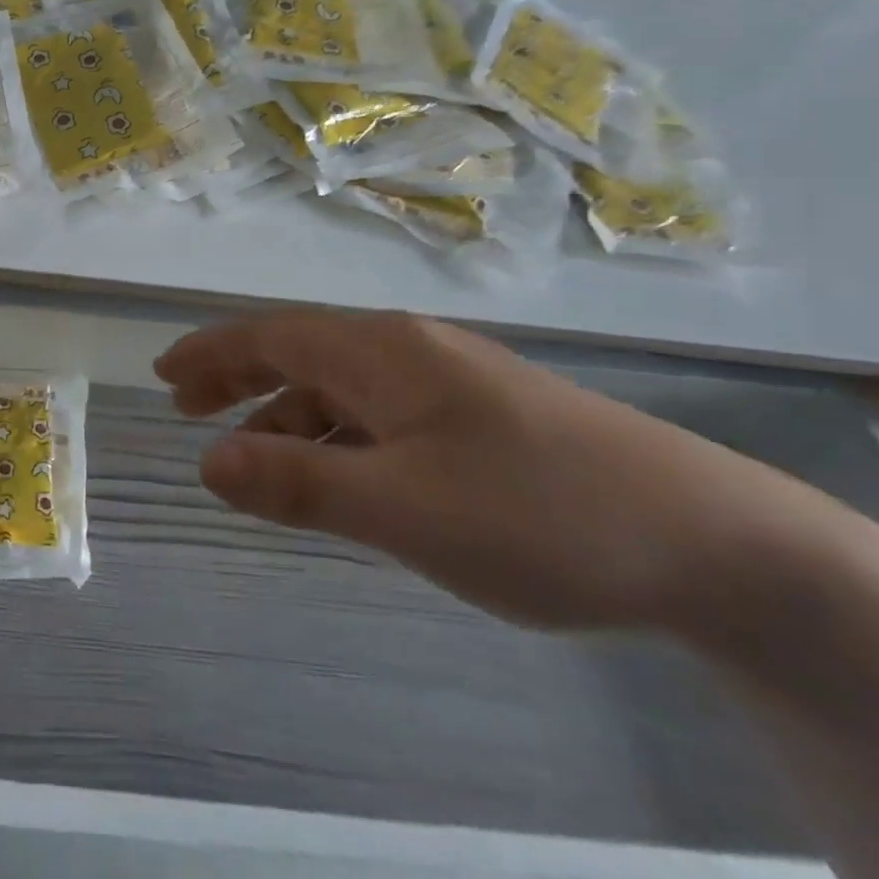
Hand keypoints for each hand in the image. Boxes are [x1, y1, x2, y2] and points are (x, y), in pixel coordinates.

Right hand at [156, 310, 794, 631]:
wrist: (715, 543)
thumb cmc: (537, 513)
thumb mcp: (403, 508)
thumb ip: (299, 483)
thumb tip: (205, 461)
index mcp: (380, 352)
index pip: (270, 336)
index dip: (210, 351)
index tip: (163, 373)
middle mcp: (405, 350)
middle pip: (298, 350)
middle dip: (236, 374)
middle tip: (186, 404)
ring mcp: (446, 381)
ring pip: (339, 386)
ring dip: (283, 411)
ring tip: (247, 452)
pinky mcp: (477, 416)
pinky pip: (376, 413)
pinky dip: (332, 434)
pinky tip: (333, 470)